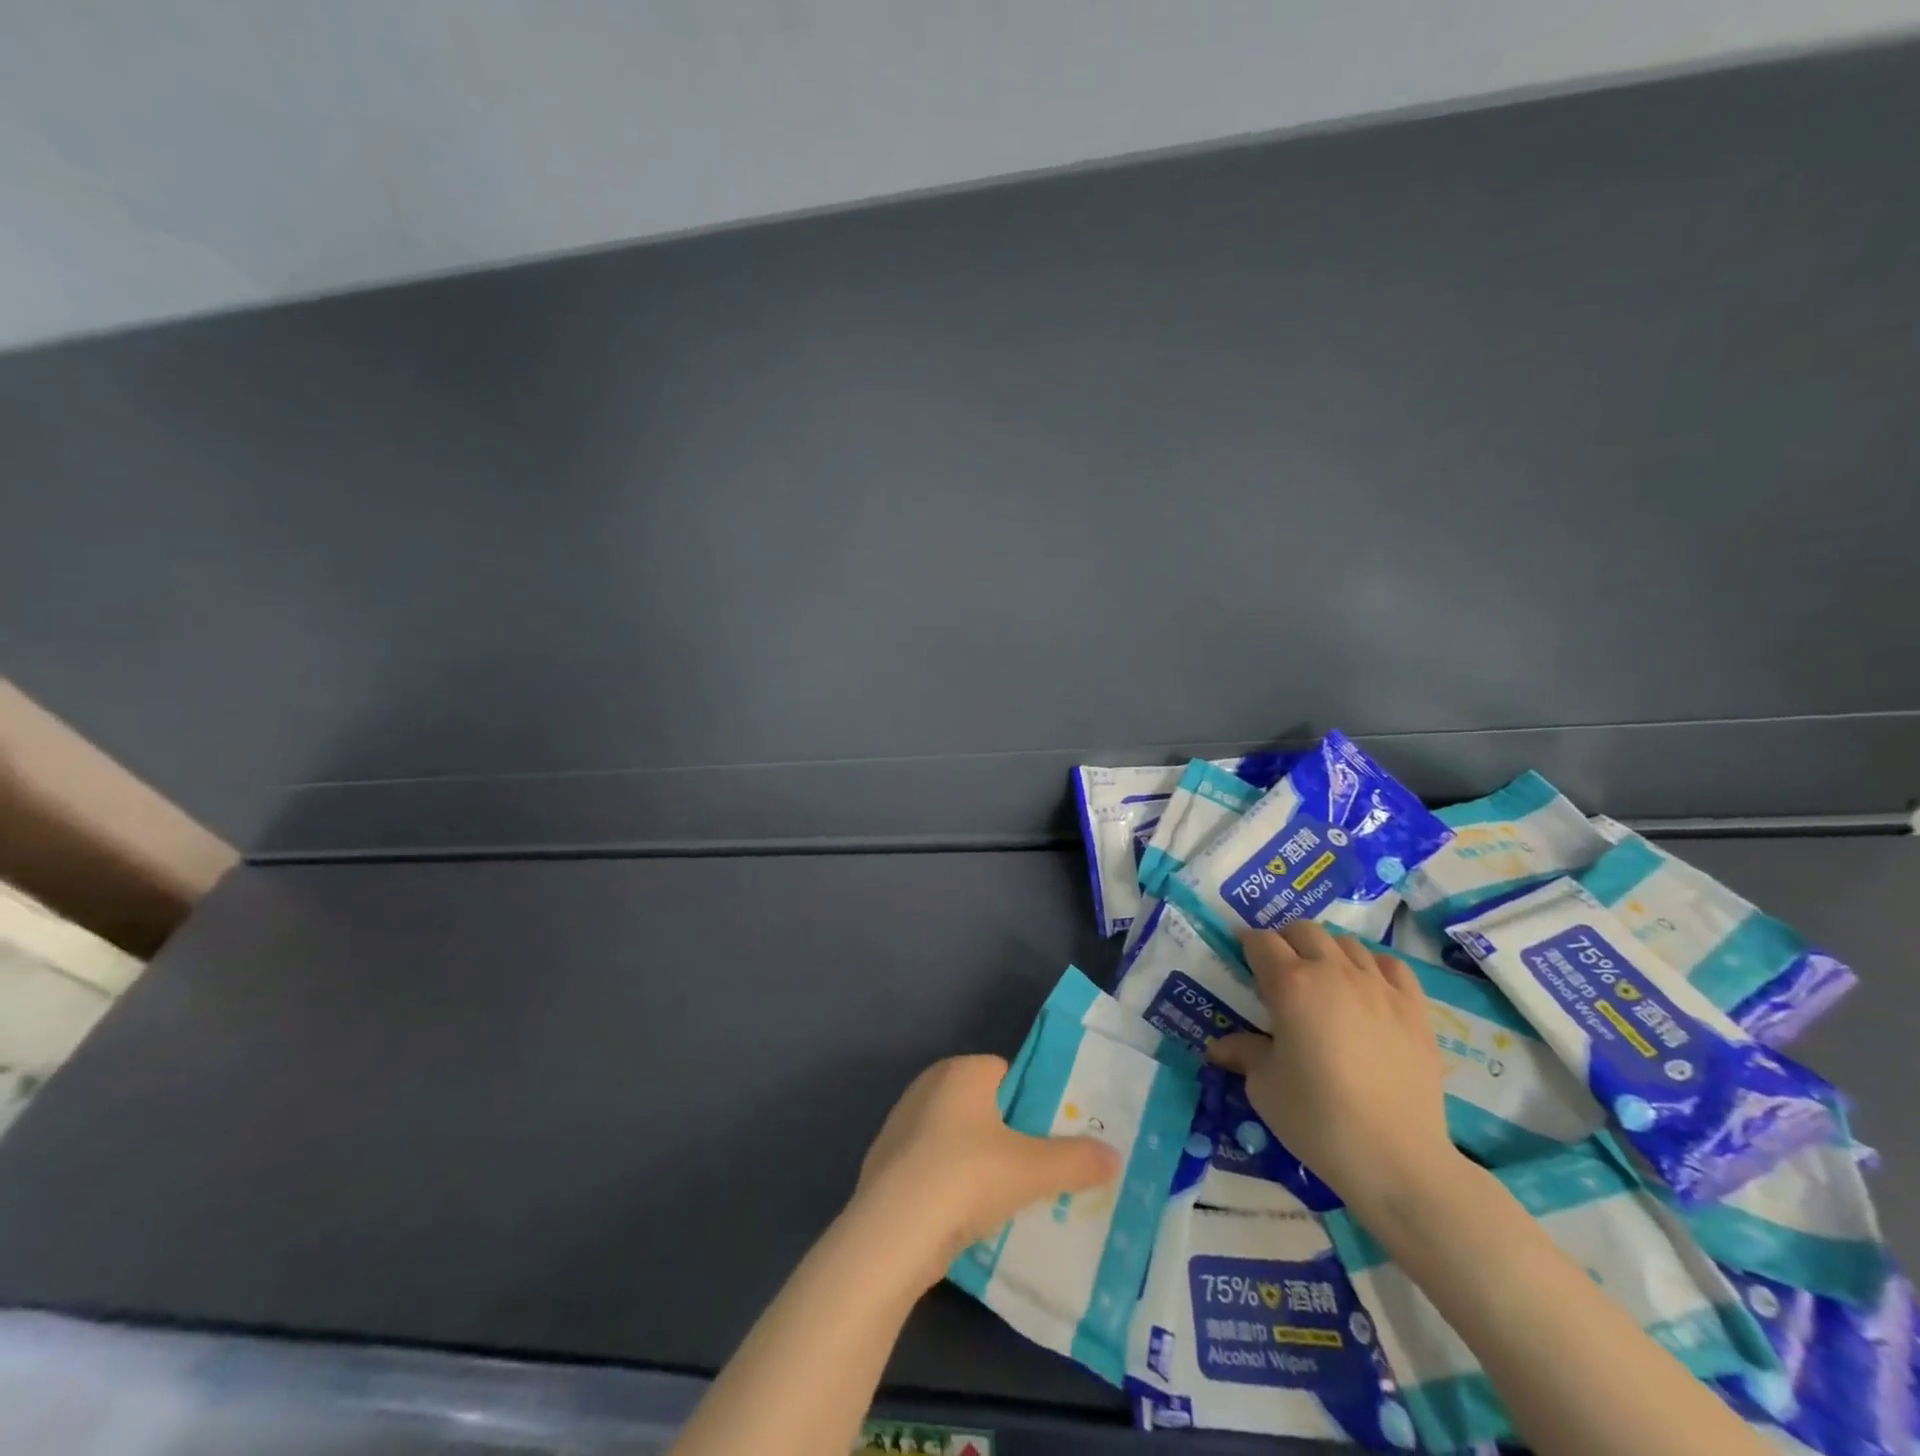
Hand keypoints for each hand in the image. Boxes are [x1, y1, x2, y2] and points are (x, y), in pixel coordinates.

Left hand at [852, 1055, 1121, 1286]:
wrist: (891, 1233)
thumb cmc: (966, 1177)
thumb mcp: (1032, 1170)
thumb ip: (1076, 1161)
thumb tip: (1115, 1156)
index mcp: (961, 1071)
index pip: (1007, 1073)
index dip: (1032, 1102)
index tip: (1052, 1137)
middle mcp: (927, 1086)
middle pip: (981, 1105)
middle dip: (1006, 1134)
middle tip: (1035, 1171)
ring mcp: (900, 1124)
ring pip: (953, 1137)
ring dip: (975, 1161)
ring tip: (1004, 1200)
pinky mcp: (884, 1164)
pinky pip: (930, 1166)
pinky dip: (947, 1184)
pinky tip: (962, 1217)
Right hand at [1208, 922, 1462, 1220]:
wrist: (1398, 1159)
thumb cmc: (1318, 1120)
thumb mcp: (1265, 1087)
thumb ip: (1244, 1053)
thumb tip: (1219, 1047)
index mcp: (1290, 985)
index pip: (1261, 941)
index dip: (1247, 946)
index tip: (1242, 962)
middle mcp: (1334, 972)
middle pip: (1304, 930)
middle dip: (1286, 942)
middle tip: (1279, 973)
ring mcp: (1379, 987)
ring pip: (1347, 943)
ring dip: (1327, 952)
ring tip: (1323, 982)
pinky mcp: (1415, 1009)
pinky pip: (1390, 965)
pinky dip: (1372, 967)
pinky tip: (1366, 991)